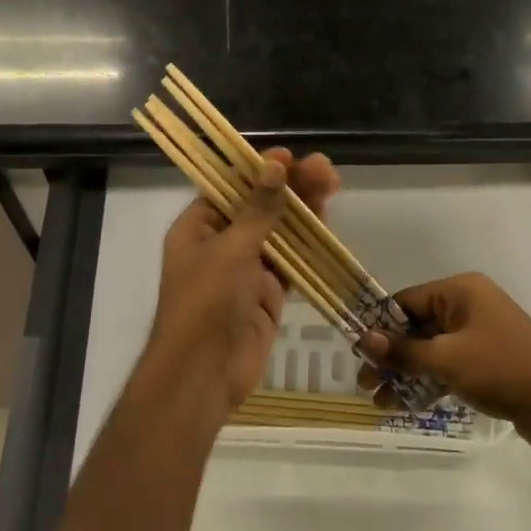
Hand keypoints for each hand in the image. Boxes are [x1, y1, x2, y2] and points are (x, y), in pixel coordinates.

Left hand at [131, 148, 340, 433]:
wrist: (204, 374)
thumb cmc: (206, 302)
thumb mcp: (231, 249)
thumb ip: (259, 209)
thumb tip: (275, 164)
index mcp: (198, 228)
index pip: (229, 188)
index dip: (258, 170)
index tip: (288, 157)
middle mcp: (221, 244)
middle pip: (259, 207)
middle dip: (290, 187)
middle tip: (324, 168)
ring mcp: (245, 270)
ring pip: (279, 233)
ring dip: (304, 211)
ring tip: (332, 184)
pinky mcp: (267, 295)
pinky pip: (291, 264)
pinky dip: (308, 245)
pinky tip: (328, 222)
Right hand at [359, 272, 530, 453]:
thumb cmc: (501, 369)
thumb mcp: (446, 359)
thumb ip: (404, 351)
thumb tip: (364, 339)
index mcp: (460, 291)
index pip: (407, 301)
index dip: (380, 326)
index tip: (357, 352)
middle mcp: (468, 306)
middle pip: (416, 326)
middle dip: (391, 355)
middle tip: (365, 382)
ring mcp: (478, 334)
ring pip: (430, 350)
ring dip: (405, 374)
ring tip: (380, 401)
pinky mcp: (486, 362)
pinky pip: (446, 366)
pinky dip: (427, 382)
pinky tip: (405, 405)